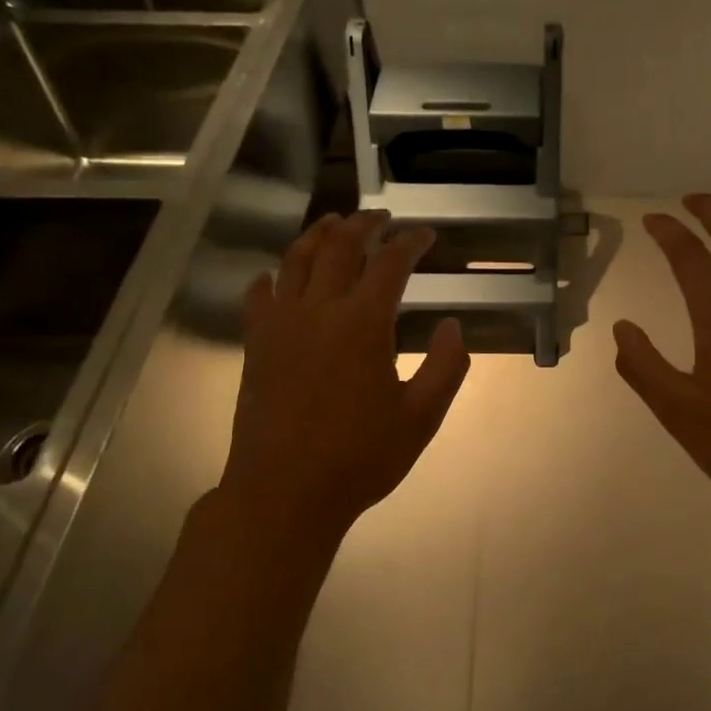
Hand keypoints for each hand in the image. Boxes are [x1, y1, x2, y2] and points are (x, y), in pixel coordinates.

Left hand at [217, 211, 469, 545]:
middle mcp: (319, 311)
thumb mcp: (421, 417)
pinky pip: (258, 297)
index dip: (410, 242)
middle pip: (339, 247)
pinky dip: (270, 277)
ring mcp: (281, 326)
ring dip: (317, 235)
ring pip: (295, 260)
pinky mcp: (256, 346)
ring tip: (333, 223)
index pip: (390, 263)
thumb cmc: (360, 458)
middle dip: (363, 224)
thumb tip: (454, 326)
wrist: (284, 493)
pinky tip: (275, 275)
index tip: (425, 235)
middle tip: (381, 217)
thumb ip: (447, 367)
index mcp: (363, 324)